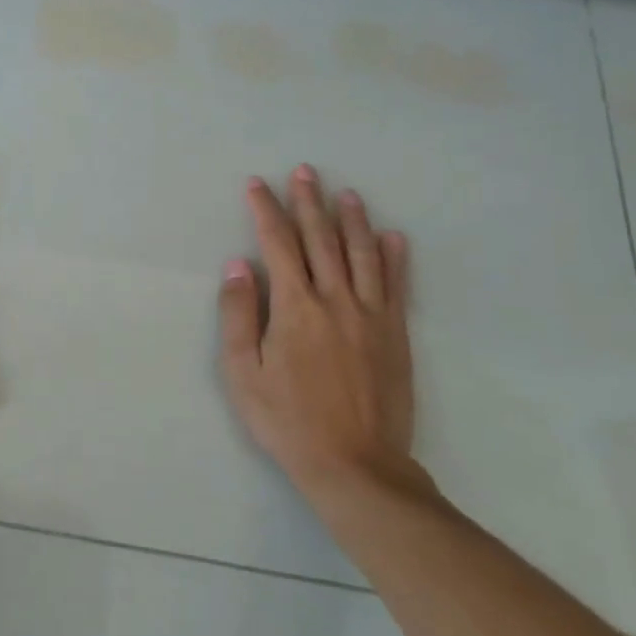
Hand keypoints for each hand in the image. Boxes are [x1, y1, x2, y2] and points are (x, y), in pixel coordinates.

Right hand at [218, 166, 425, 502]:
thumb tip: (238, 265)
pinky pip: (396, 286)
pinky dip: (395, 258)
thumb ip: (239, 315)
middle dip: (309, 202)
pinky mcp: (396, 334)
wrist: (356, 464)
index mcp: (295, 307)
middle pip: (321, 240)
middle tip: (305, 171)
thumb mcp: (243, 373)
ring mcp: (371, 316)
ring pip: (362, 254)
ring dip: (352, 220)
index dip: (266, 211)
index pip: (278, 244)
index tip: (258, 184)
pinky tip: (393, 237)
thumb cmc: (288, 420)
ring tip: (346, 193)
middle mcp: (335, 300)